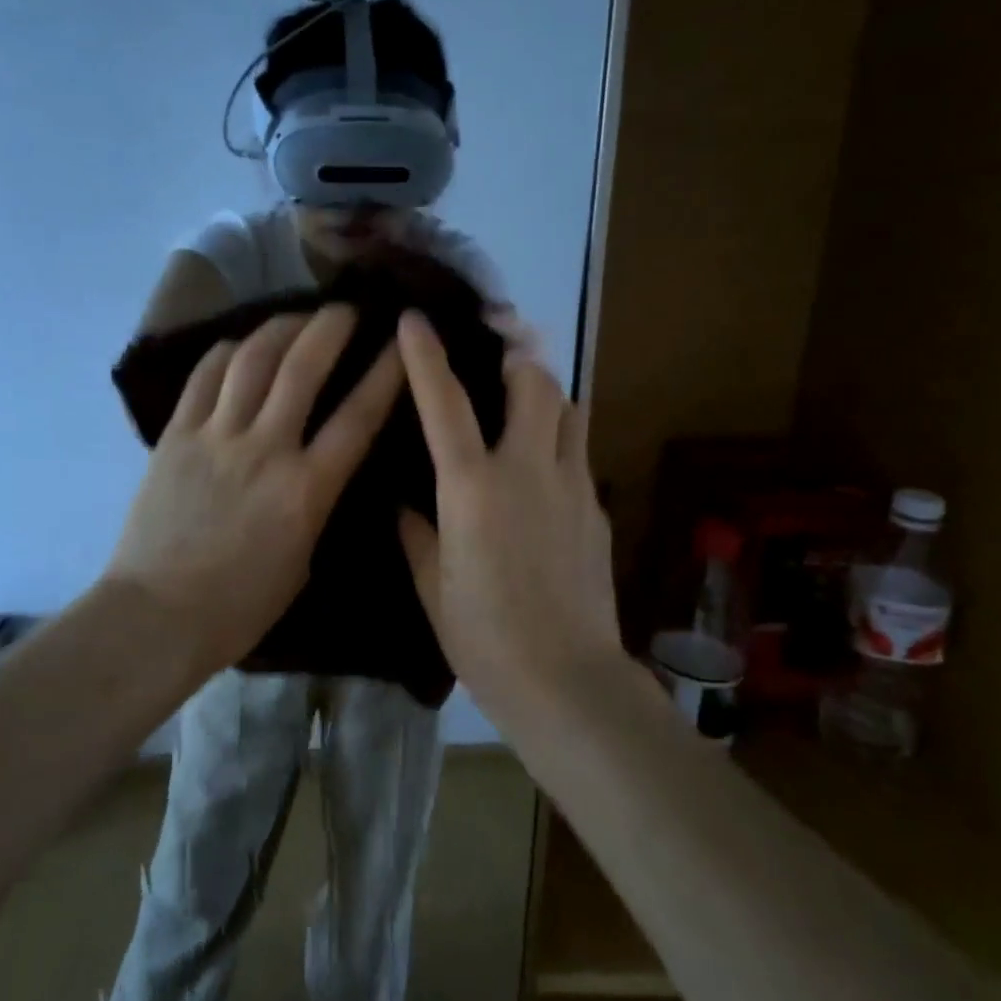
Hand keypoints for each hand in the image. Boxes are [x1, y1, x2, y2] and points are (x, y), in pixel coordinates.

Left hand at [105, 305, 402, 669]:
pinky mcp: (176, 436)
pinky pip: (204, 378)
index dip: (386, 373)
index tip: (403, 343)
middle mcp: (265, 449)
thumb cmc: (239, 607)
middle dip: (331, 328)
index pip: (358, 417)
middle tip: (346, 309)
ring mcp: (215, 437)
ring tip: (297, 316)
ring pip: (252, 360)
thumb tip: (320, 471)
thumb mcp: (302, 560)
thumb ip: (316, 506)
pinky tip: (240, 344)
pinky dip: (226, 352)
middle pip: (303, 368)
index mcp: (306, 489)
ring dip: (281, 328)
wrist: (157, 616)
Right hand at [396, 311, 623, 701]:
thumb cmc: (484, 638)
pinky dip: (558, 439)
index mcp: (472, 489)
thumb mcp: (432, 587)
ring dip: (544, 390)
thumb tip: (404, 504)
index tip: (415, 319)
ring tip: (521, 398)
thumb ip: (416, 534)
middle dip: (514, 354)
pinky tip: (541, 467)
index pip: (445, 403)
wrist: (567, 681)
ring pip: (567, 408)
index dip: (426, 356)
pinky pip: (578, 451)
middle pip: (533, 381)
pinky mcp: (597, 507)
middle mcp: (526, 471)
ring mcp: (570, 485)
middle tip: (494, 351)